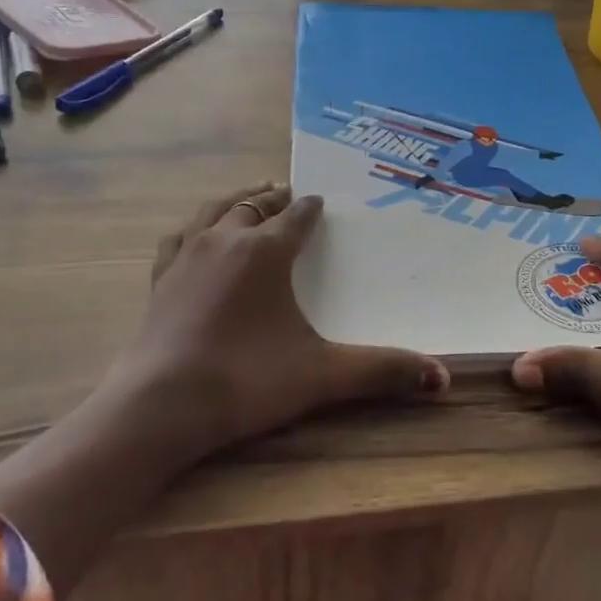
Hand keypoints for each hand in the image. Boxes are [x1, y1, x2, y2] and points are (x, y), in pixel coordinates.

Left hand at [90, 182, 449, 465]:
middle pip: (253, 205)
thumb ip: (381, 371)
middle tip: (287, 193)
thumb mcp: (322, 375)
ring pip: (212, 212)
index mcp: (266, 251)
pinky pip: (178, 239)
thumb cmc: (246, 380)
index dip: (311, 208)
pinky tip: (194, 235)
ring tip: (247, 197)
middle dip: (273, 198)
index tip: (320, 201)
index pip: (296, 217)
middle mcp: (225, 241)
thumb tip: (442, 376)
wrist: (160, 407)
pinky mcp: (158, 281)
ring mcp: (186, 258)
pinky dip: (194, 229)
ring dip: (234, 201)